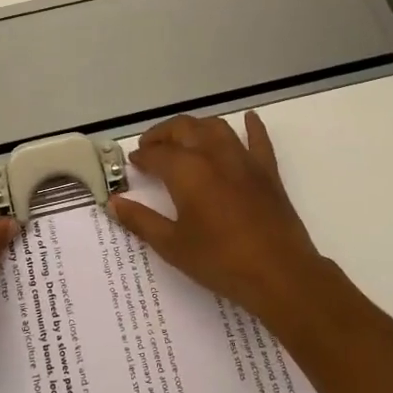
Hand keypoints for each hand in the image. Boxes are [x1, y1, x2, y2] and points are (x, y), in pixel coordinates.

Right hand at [108, 112, 353, 332]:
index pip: (157, 154)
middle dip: (163, 134)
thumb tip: (114, 203)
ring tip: (184, 138)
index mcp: (187, 171)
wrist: (279, 273)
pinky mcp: (267, 171)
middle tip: (151, 147)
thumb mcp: (172, 245)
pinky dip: (251, 127)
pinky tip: (248, 119)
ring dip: (196, 127)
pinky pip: (258, 140)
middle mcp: (213, 155)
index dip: (143, 156)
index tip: (134, 162)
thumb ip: (141, 221)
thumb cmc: (220, 261)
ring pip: (216, 128)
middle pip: (184, 129)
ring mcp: (243, 160)